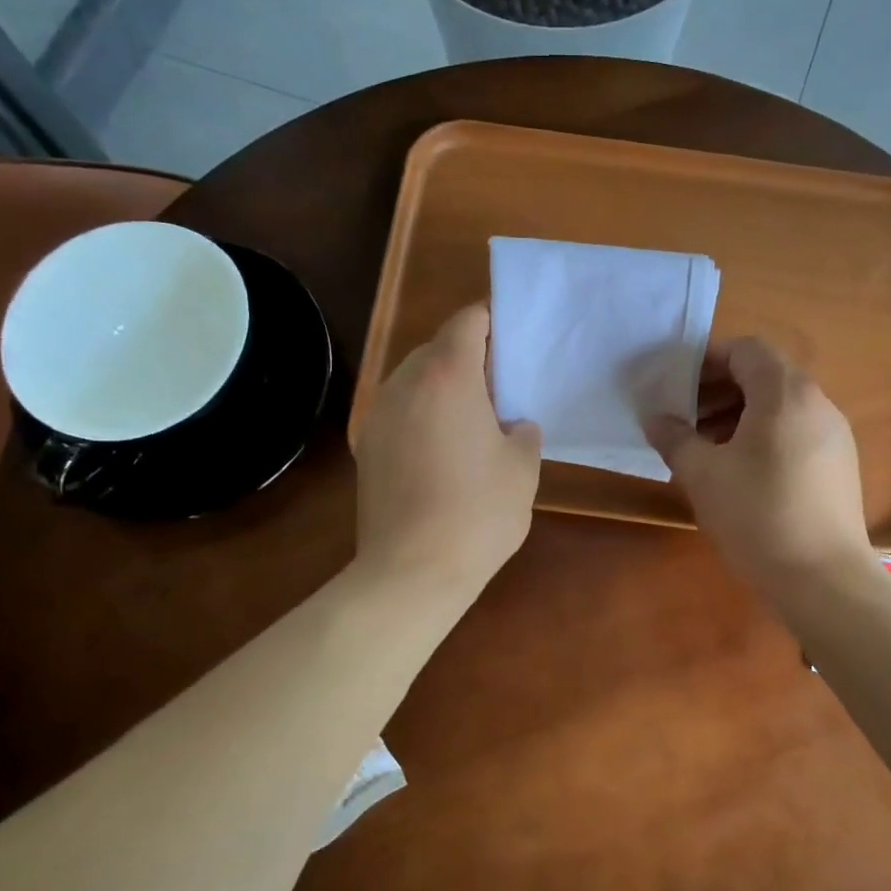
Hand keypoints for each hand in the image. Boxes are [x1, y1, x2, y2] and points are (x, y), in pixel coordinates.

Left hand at [354, 303, 540, 593]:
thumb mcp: (522, 470)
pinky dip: (422, 416)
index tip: (511, 336)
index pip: (466, 322)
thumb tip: (513, 425)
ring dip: (442, 388)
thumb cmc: (478, 513)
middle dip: (467, 358)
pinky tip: (442, 452)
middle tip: (499, 387)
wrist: (412, 571)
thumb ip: (523, 433)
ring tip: (471, 421)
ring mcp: (378, 417)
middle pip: (436, 349)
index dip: (489, 320)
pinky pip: (400, 413)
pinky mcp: (367, 449)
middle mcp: (404, 385)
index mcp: (447, 377)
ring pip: (414, 381)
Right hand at [645, 337, 872, 593]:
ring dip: (739, 415)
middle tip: (685, 419)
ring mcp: (833, 434)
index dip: (707, 360)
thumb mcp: (703, 475)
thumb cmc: (757, 515)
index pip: (745, 350)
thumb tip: (655, 418)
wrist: (823, 578)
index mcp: (785, 393)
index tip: (676, 386)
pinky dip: (763, 436)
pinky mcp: (839, 465)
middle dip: (719, 390)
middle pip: (764, 375)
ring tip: (706, 448)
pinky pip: (795, 431)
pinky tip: (739, 472)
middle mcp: (816, 403)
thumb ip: (675, 438)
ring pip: (780, 406)